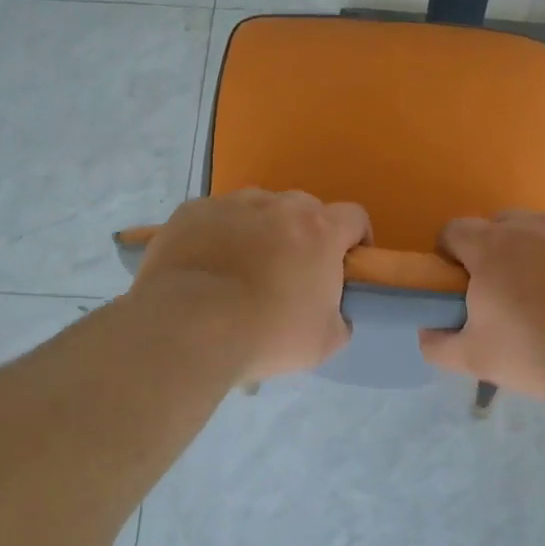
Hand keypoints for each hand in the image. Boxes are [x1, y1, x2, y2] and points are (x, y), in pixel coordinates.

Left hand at [131, 189, 370, 380]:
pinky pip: (214, 218)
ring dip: (259, 231)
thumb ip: (338, 318)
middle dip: (304, 235)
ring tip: (242, 269)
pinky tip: (206, 268)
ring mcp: (231, 204)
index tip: (346, 264)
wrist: (189, 327)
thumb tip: (333, 314)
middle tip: (291, 273)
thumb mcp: (324, 342)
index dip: (355, 239)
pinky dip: (217, 236)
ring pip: (256, 209)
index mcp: (319, 230)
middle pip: (303, 209)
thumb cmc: (268, 333)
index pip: (354, 217)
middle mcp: (278, 205)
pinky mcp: (191, 213)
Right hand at [420, 210, 544, 405]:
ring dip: (540, 251)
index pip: (454, 231)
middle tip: (510, 294)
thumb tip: (426, 330)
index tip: (461, 284)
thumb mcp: (477, 360)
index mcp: (493, 248)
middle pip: (501, 226)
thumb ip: (438, 344)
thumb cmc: (542, 356)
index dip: (450, 255)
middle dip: (496, 252)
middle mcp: (534, 224)